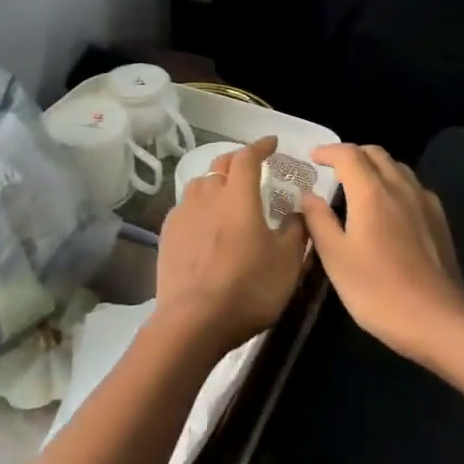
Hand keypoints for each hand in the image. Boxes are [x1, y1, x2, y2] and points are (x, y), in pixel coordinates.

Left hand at [153, 136, 307, 356]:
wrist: (194, 321)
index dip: (260, 146)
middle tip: (251, 165)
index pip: (248, 157)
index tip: (271, 143)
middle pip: (220, 164)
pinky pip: (186, 208)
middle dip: (238, 159)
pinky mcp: (167, 235)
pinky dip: (199, 206)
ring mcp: (183, 214)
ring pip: (200, 184)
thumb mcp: (288, 262)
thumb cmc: (249, 288)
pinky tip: (205, 223)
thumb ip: (296, 231)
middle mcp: (208, 196)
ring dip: (216, 182)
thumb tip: (296, 211)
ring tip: (226, 193)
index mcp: (239, 196)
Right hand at [299, 143, 463, 363]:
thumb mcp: (336, 258)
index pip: (348, 155)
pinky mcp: (439, 220)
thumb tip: (309, 195)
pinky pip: (413, 187)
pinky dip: (394, 184)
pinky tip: (389, 208)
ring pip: (397, 168)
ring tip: (358, 185)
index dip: (328, 151)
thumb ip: (319, 221)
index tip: (312, 157)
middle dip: (352, 154)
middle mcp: (400, 187)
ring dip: (375, 167)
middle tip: (333, 169)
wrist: (437, 319)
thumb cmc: (377, 290)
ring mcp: (424, 202)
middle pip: (376, 154)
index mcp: (371, 192)